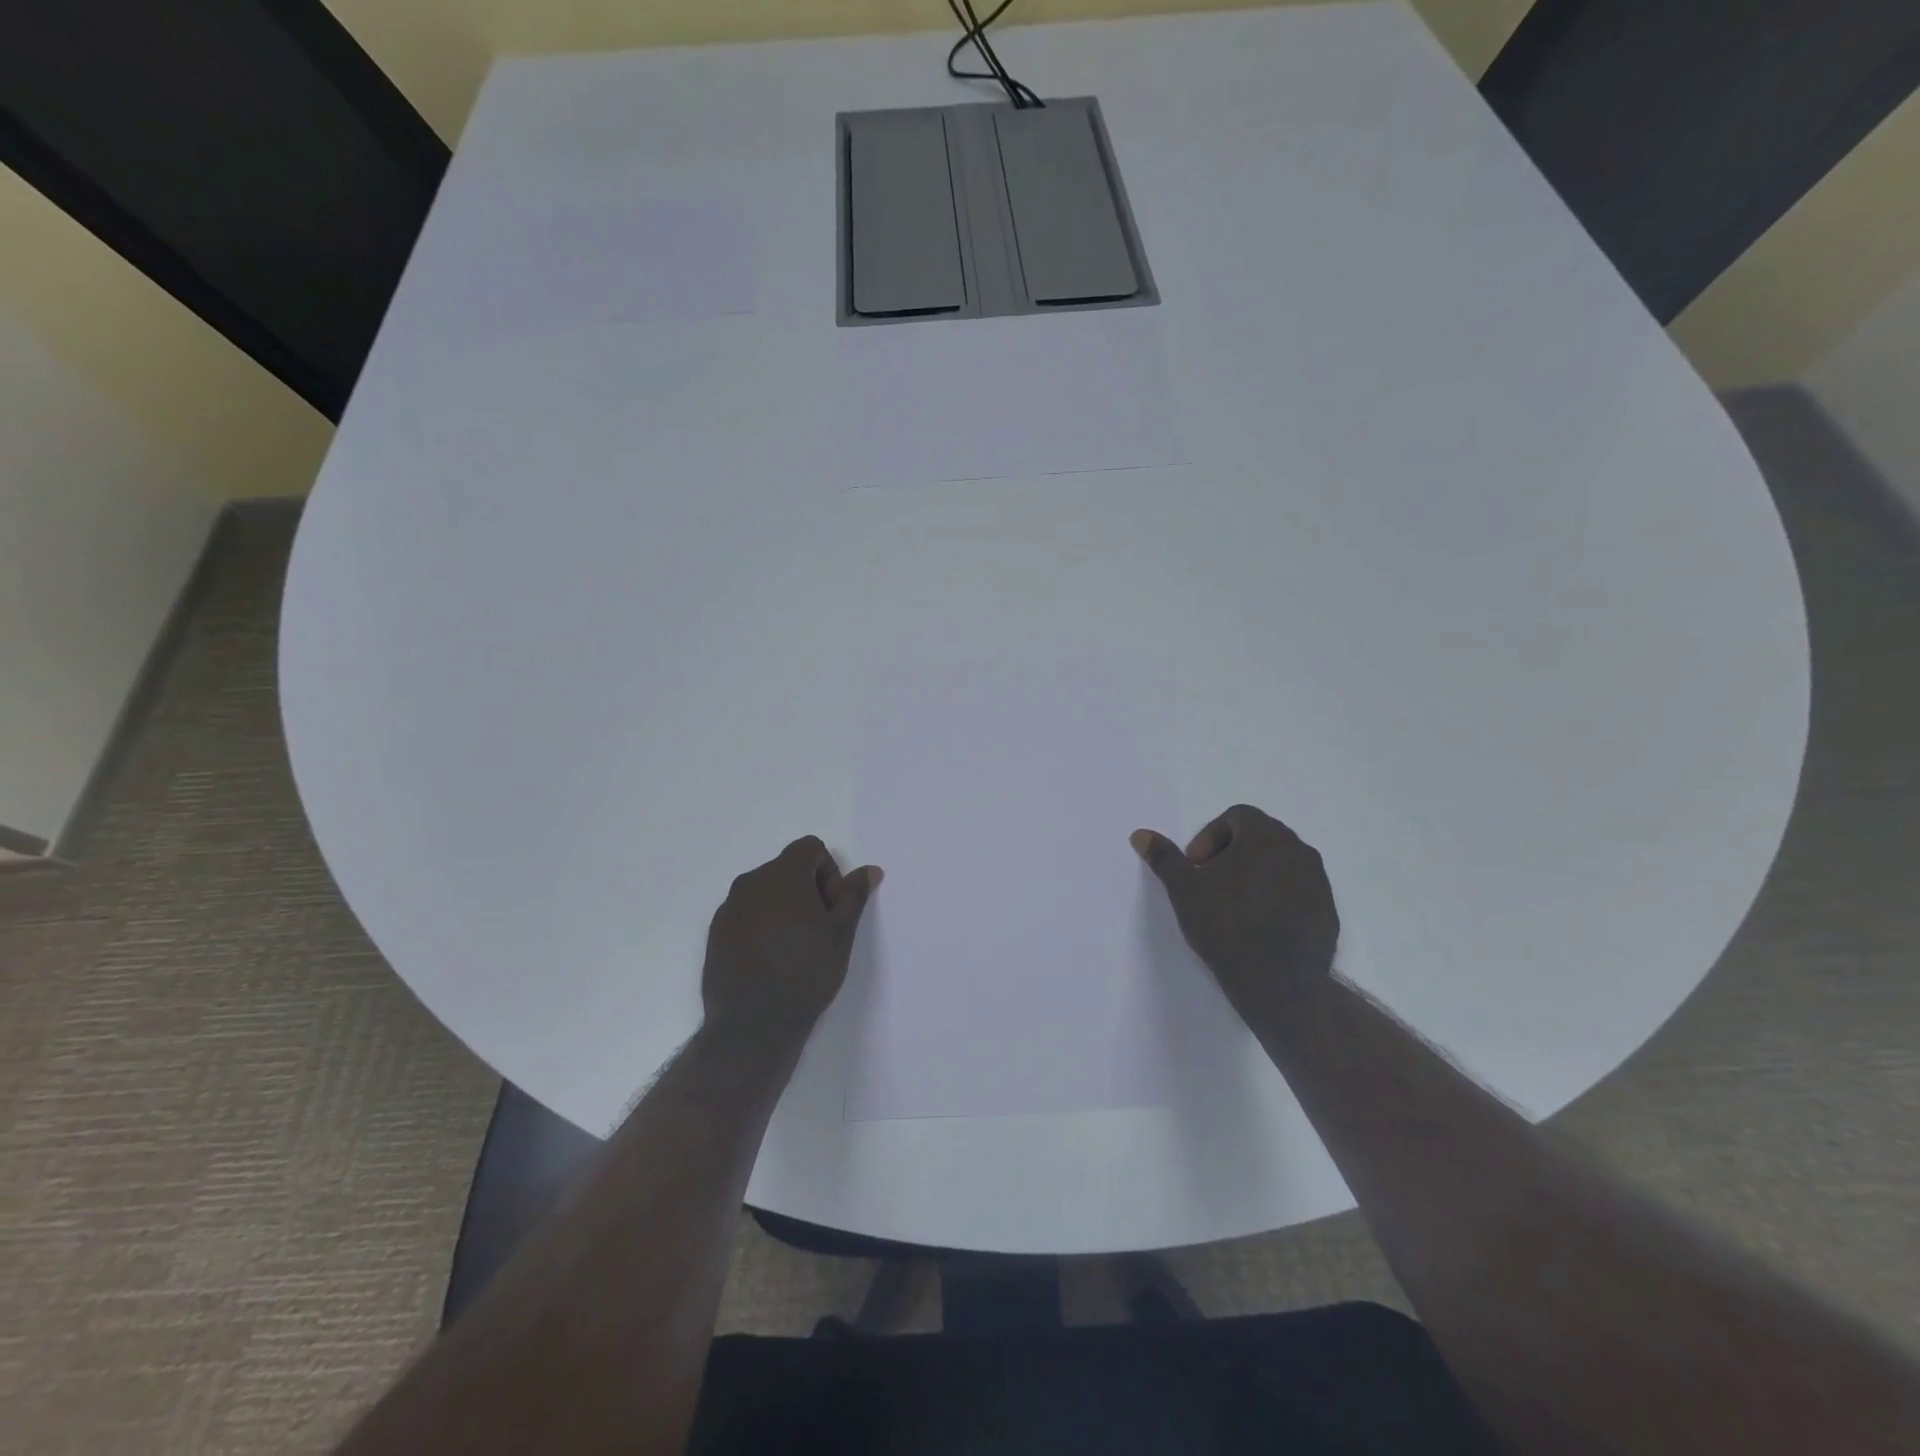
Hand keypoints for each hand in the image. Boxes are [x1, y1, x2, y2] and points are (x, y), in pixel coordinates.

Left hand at [702, 836, 881, 1044]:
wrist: (752, 1024)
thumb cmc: (806, 972)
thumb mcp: (841, 933)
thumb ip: (853, 895)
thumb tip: (869, 870)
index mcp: (782, 874)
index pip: (810, 848)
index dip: (829, 873)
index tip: (832, 910)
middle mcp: (750, 882)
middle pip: (787, 869)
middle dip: (808, 891)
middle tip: (819, 931)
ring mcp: (728, 909)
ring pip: (765, 894)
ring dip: (785, 909)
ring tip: (796, 949)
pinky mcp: (715, 934)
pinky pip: (746, 916)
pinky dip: (762, 927)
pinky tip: (772, 961)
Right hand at [1131, 805, 1338, 1029]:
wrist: (1277, 981)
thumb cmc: (1225, 923)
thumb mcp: (1184, 889)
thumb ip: (1164, 857)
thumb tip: (1141, 834)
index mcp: (1265, 835)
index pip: (1236, 816)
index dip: (1209, 837)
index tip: (1196, 868)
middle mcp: (1298, 849)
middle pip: (1260, 837)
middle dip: (1231, 854)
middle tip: (1210, 885)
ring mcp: (1318, 881)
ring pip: (1280, 864)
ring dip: (1255, 875)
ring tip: (1233, 907)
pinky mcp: (1328, 911)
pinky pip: (1298, 892)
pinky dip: (1278, 898)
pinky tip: (1258, 927)